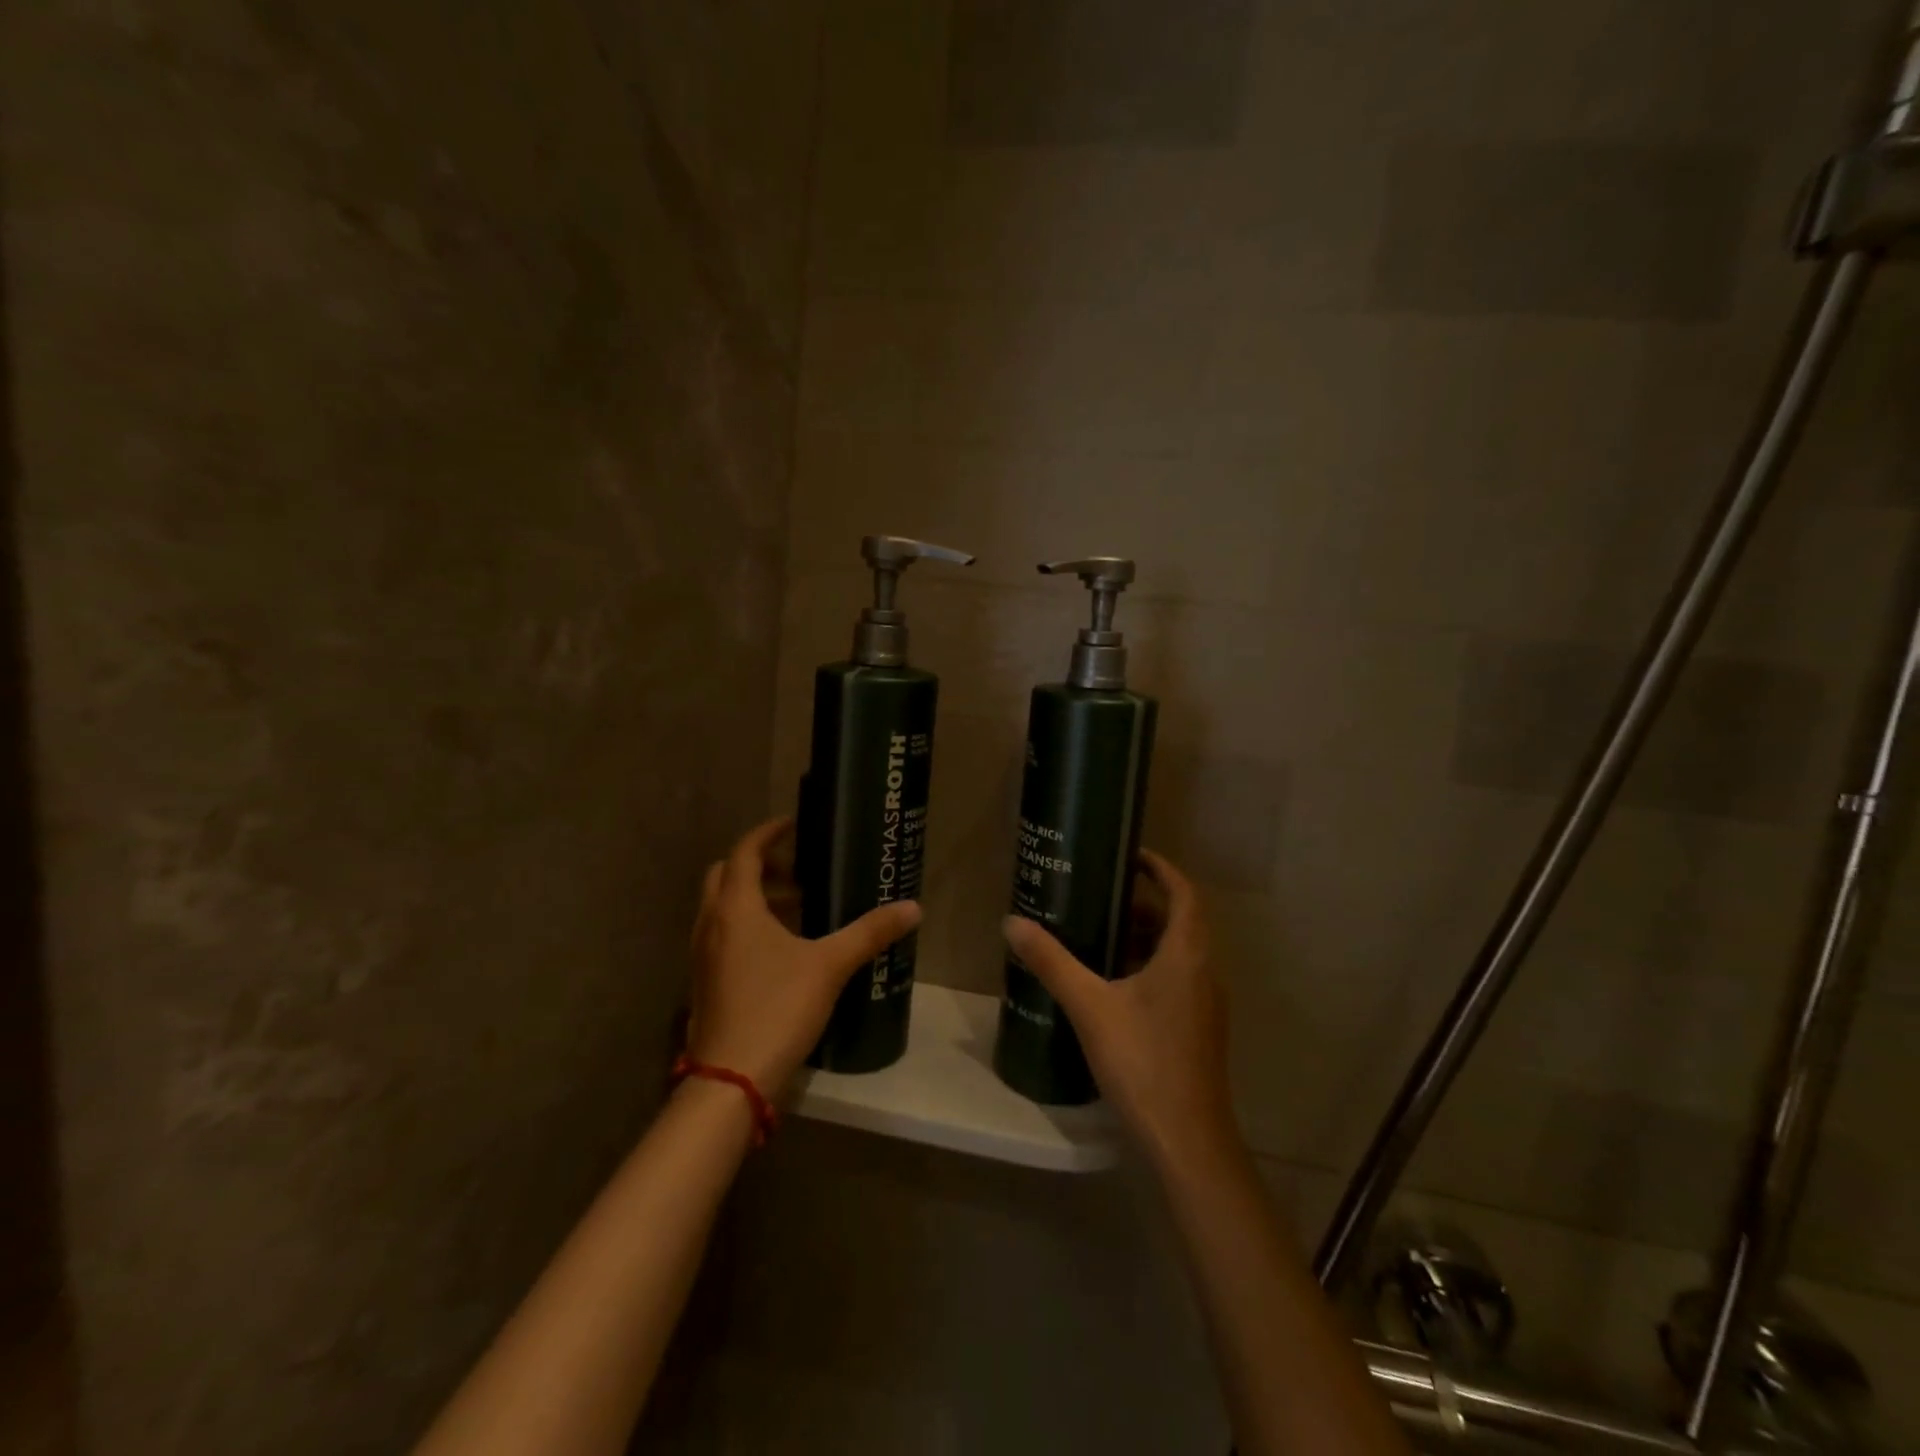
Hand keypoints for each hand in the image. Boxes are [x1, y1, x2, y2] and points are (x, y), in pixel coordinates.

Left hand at [687, 818, 921, 1095]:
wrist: (729, 1080)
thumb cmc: (777, 1008)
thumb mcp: (830, 966)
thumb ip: (870, 933)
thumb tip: (913, 908)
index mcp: (736, 908)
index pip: (744, 852)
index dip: (767, 832)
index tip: (793, 824)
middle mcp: (711, 924)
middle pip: (726, 875)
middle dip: (759, 865)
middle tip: (797, 871)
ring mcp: (702, 955)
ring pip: (722, 907)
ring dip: (754, 897)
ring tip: (798, 910)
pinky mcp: (704, 981)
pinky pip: (722, 934)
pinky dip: (747, 925)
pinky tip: (781, 950)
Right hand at [1003, 850, 1236, 1172]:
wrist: (1187, 1141)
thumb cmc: (1143, 1061)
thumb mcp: (1090, 1006)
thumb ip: (1052, 961)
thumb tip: (1013, 923)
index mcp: (1187, 955)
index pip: (1185, 893)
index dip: (1162, 868)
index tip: (1130, 855)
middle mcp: (1205, 972)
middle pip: (1181, 921)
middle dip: (1143, 904)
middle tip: (1100, 897)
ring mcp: (1205, 1004)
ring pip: (1178, 953)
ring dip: (1145, 938)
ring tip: (1099, 936)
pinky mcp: (1199, 1029)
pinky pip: (1176, 980)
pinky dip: (1149, 967)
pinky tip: (1112, 986)